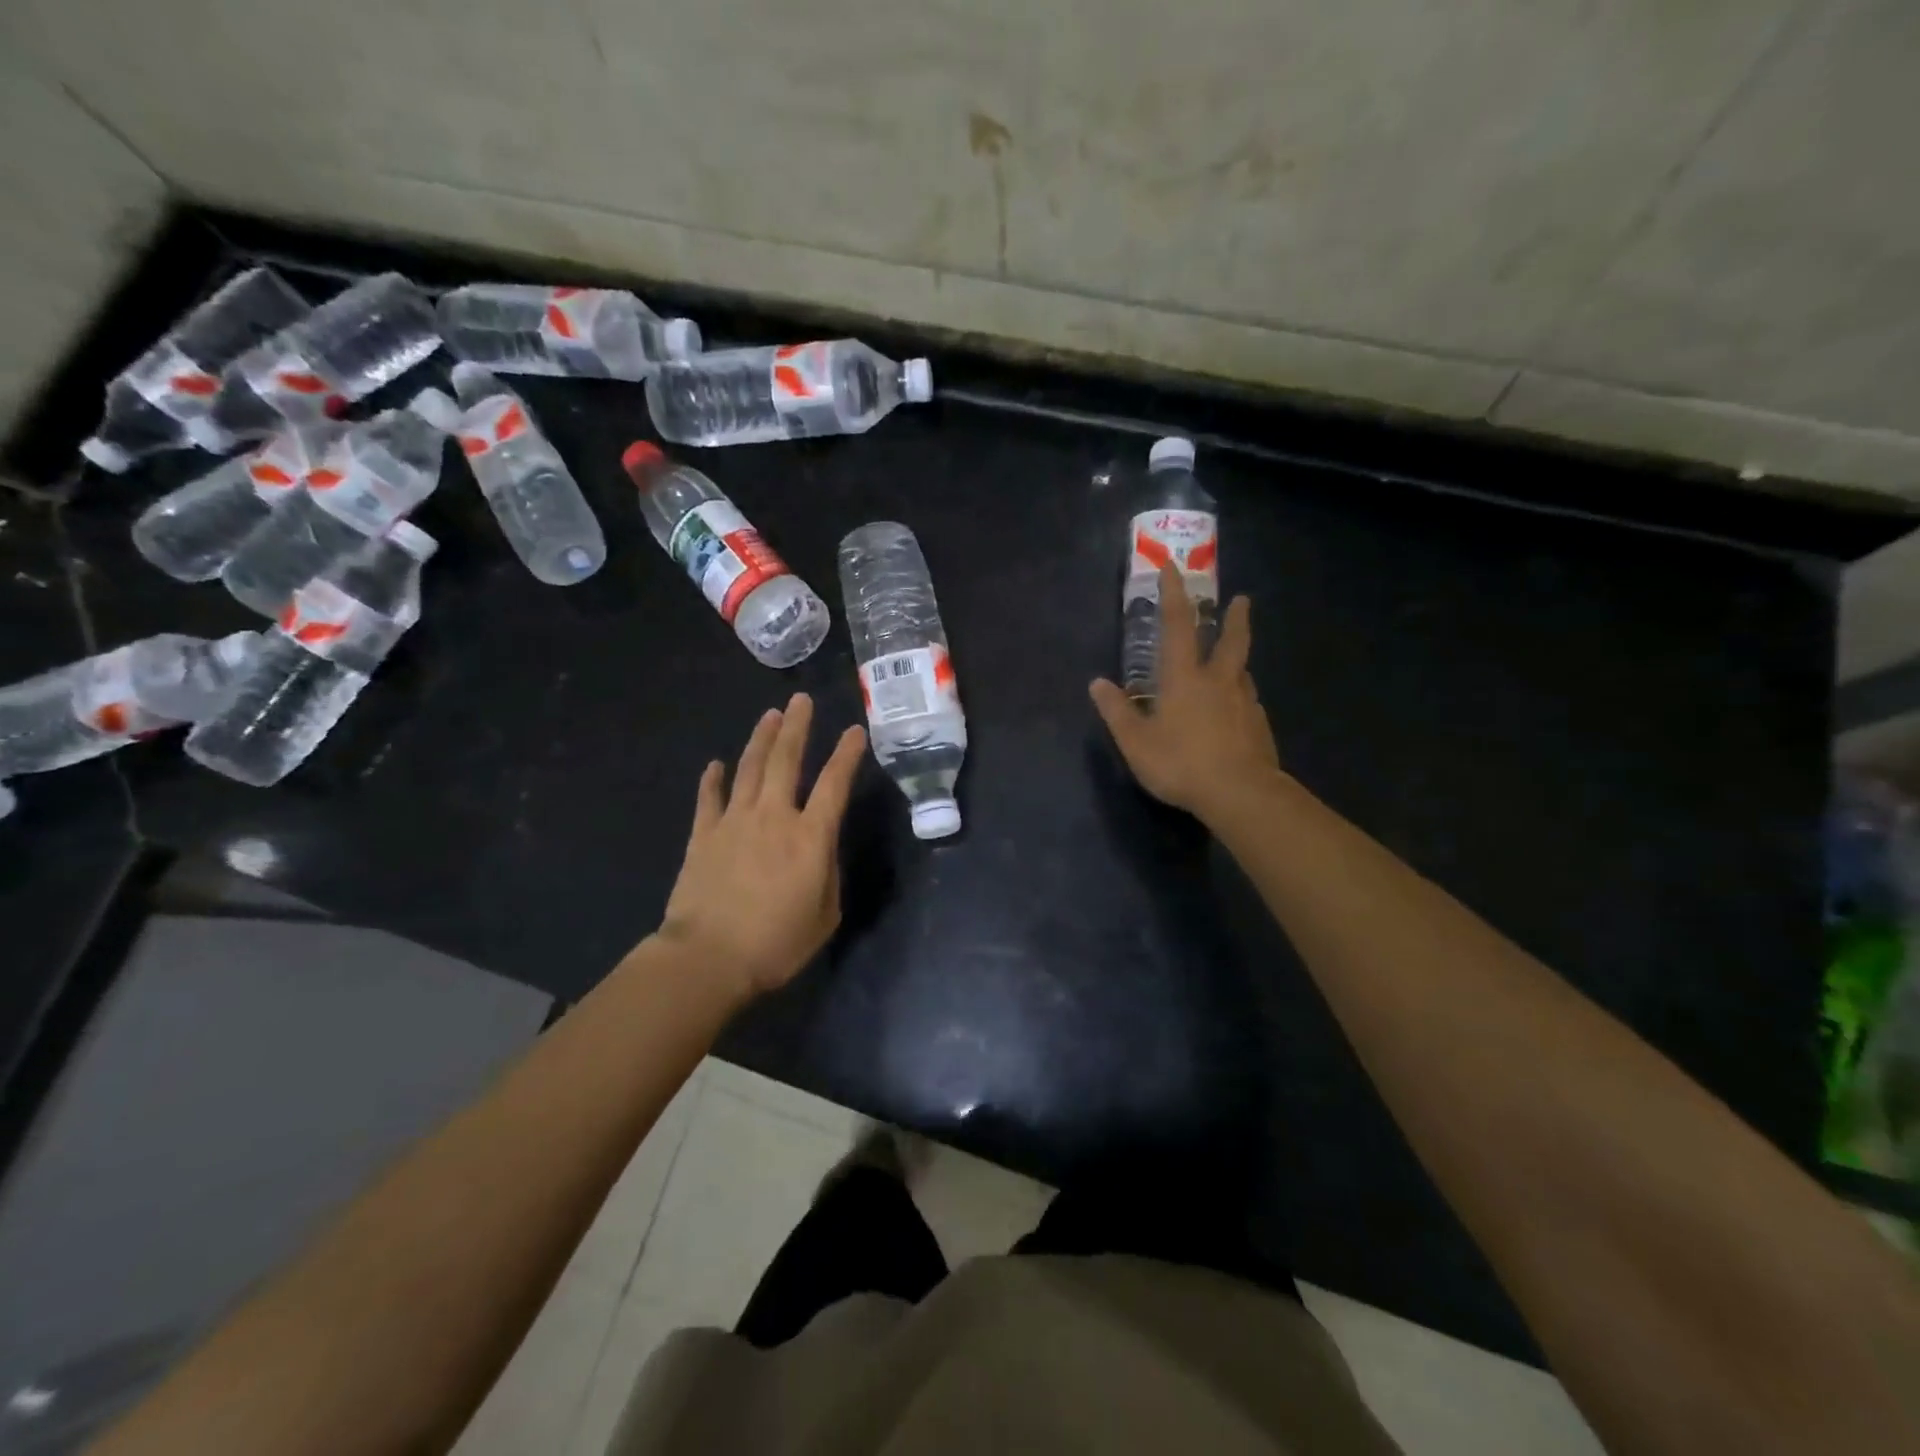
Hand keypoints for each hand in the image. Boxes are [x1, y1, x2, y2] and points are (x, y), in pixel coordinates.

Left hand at [659, 694, 865, 1000]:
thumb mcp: (825, 914)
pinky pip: (709, 798)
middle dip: (797, 727)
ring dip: (761, 739)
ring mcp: (735, 822)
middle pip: (786, 760)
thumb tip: (819, 850)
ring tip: (771, 716)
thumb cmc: (776, 943)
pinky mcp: (704, 835)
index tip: (855, 731)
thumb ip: (827, 873)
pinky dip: (713, 779)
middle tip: (802, 700)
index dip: (847, 754)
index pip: (834, 783)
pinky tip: (716, 764)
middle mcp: (774, 817)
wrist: (709, 958)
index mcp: (810, 836)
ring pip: (749, 769)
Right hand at [1091, 564, 1279, 824]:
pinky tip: (1236, 712)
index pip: (1178, 625)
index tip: (1174, 567)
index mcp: (1185, 678)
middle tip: (1242, 600)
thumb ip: (1117, 711)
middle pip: (1232, 639)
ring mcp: (1244, 703)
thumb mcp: (1136, 742)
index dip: (1174, 594)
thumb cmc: (1180, 763)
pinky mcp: (1260, 726)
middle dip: (1235, 617)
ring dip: (1238, 660)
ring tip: (1233, 663)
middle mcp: (1219, 681)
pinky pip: (1248, 703)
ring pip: (1243, 672)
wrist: (1240, 794)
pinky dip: (1240, 698)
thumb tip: (1097, 683)